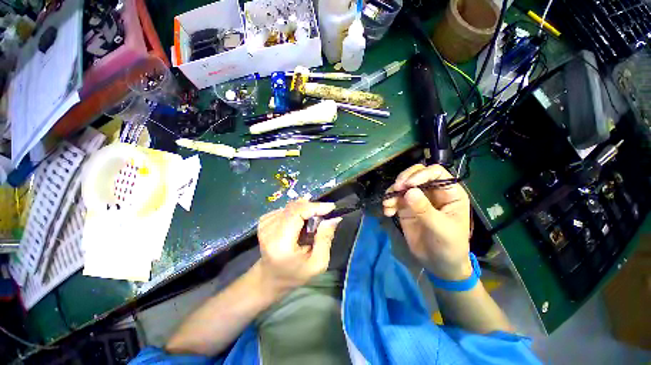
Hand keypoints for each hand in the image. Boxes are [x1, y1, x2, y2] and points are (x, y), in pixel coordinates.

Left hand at [257, 200, 341, 297]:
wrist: (270, 278)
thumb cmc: (295, 274)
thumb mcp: (317, 263)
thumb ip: (325, 239)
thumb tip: (333, 218)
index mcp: (280, 243)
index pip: (296, 213)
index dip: (314, 207)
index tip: (331, 207)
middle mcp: (269, 230)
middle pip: (294, 207)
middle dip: (312, 208)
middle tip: (324, 216)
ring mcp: (265, 224)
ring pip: (292, 206)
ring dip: (305, 211)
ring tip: (310, 225)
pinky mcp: (265, 220)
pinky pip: (286, 209)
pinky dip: (297, 213)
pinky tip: (298, 225)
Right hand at [383, 164, 471, 280]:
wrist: (438, 263)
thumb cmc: (449, 246)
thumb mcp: (441, 228)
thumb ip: (425, 210)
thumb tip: (409, 191)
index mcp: (449, 192)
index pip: (436, 173)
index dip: (421, 174)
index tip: (408, 184)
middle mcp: (432, 191)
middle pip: (416, 174)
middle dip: (404, 179)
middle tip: (396, 189)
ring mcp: (418, 198)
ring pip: (403, 185)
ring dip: (393, 192)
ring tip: (388, 205)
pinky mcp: (406, 207)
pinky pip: (395, 198)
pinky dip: (389, 202)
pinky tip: (387, 212)